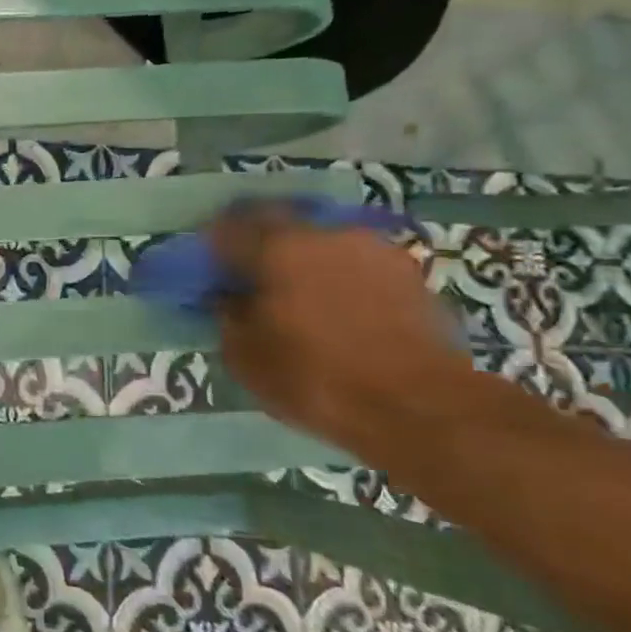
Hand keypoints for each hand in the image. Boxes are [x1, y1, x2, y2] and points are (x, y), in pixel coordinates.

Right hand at [210, 208, 474, 457]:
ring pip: (321, 242)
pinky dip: (340, 277)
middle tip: (250, 273)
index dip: (212, 245)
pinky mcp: (409, 272)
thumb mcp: (245, 356)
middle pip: (279, 223)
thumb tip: (226, 294)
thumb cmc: (316, 378)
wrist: (422, 408)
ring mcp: (372, 248)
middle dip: (260, 243)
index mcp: (276, 247)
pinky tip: (339, 306)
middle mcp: (323, 233)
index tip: (207, 266)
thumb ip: (227, 314)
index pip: (227, 227)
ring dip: (305, 259)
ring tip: (300, 292)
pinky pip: (356, 264)